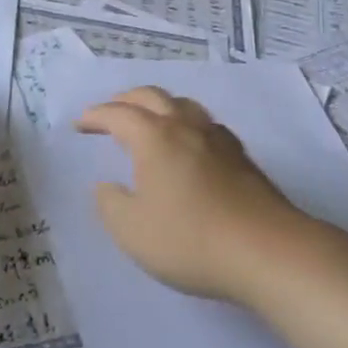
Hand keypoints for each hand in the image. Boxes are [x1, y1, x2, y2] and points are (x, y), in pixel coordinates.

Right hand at [76, 86, 307, 303]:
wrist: (267, 251)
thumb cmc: (190, 239)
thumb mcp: (132, 231)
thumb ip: (111, 205)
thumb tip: (107, 186)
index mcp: (154, 137)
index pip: (118, 114)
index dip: (95, 116)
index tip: (80, 124)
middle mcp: (185, 126)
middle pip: (152, 97)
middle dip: (126, 100)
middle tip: (110, 113)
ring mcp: (218, 138)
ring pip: (183, 104)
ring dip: (159, 106)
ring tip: (150, 121)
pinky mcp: (241, 156)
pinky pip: (205, 124)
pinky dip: (186, 123)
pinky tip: (190, 144)